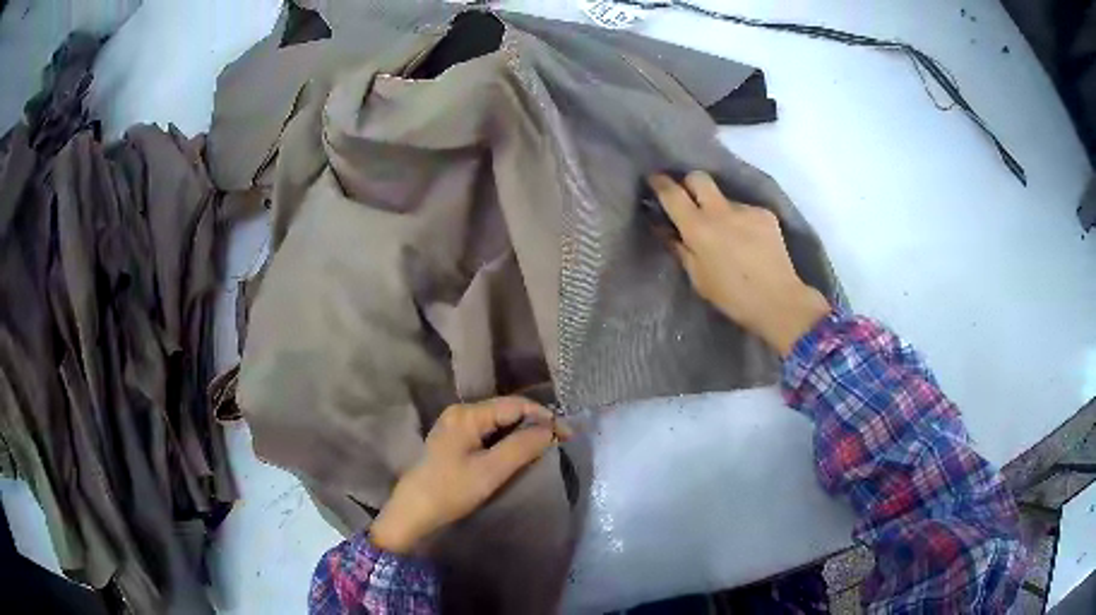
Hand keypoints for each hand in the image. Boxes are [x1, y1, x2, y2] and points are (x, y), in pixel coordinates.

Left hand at [370, 397, 570, 553]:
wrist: (414, 512)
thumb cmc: (451, 490)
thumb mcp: (490, 471)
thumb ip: (522, 447)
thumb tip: (551, 429)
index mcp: (467, 414)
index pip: (514, 405)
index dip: (543, 416)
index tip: (567, 434)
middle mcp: (460, 413)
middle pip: (506, 411)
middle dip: (534, 424)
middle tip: (560, 441)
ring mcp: (455, 426)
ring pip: (498, 423)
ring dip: (522, 433)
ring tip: (546, 446)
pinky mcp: (454, 441)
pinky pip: (487, 433)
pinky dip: (507, 440)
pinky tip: (520, 452)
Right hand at [648, 172, 829, 356]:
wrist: (778, 300)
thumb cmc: (732, 297)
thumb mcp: (697, 277)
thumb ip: (679, 248)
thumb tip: (664, 228)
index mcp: (698, 228)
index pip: (672, 193)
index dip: (659, 183)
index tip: (654, 179)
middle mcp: (720, 210)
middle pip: (698, 177)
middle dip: (689, 183)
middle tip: (688, 199)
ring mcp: (746, 209)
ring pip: (724, 198)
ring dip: (718, 209)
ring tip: (727, 234)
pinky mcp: (765, 214)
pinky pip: (745, 211)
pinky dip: (741, 222)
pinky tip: (748, 243)